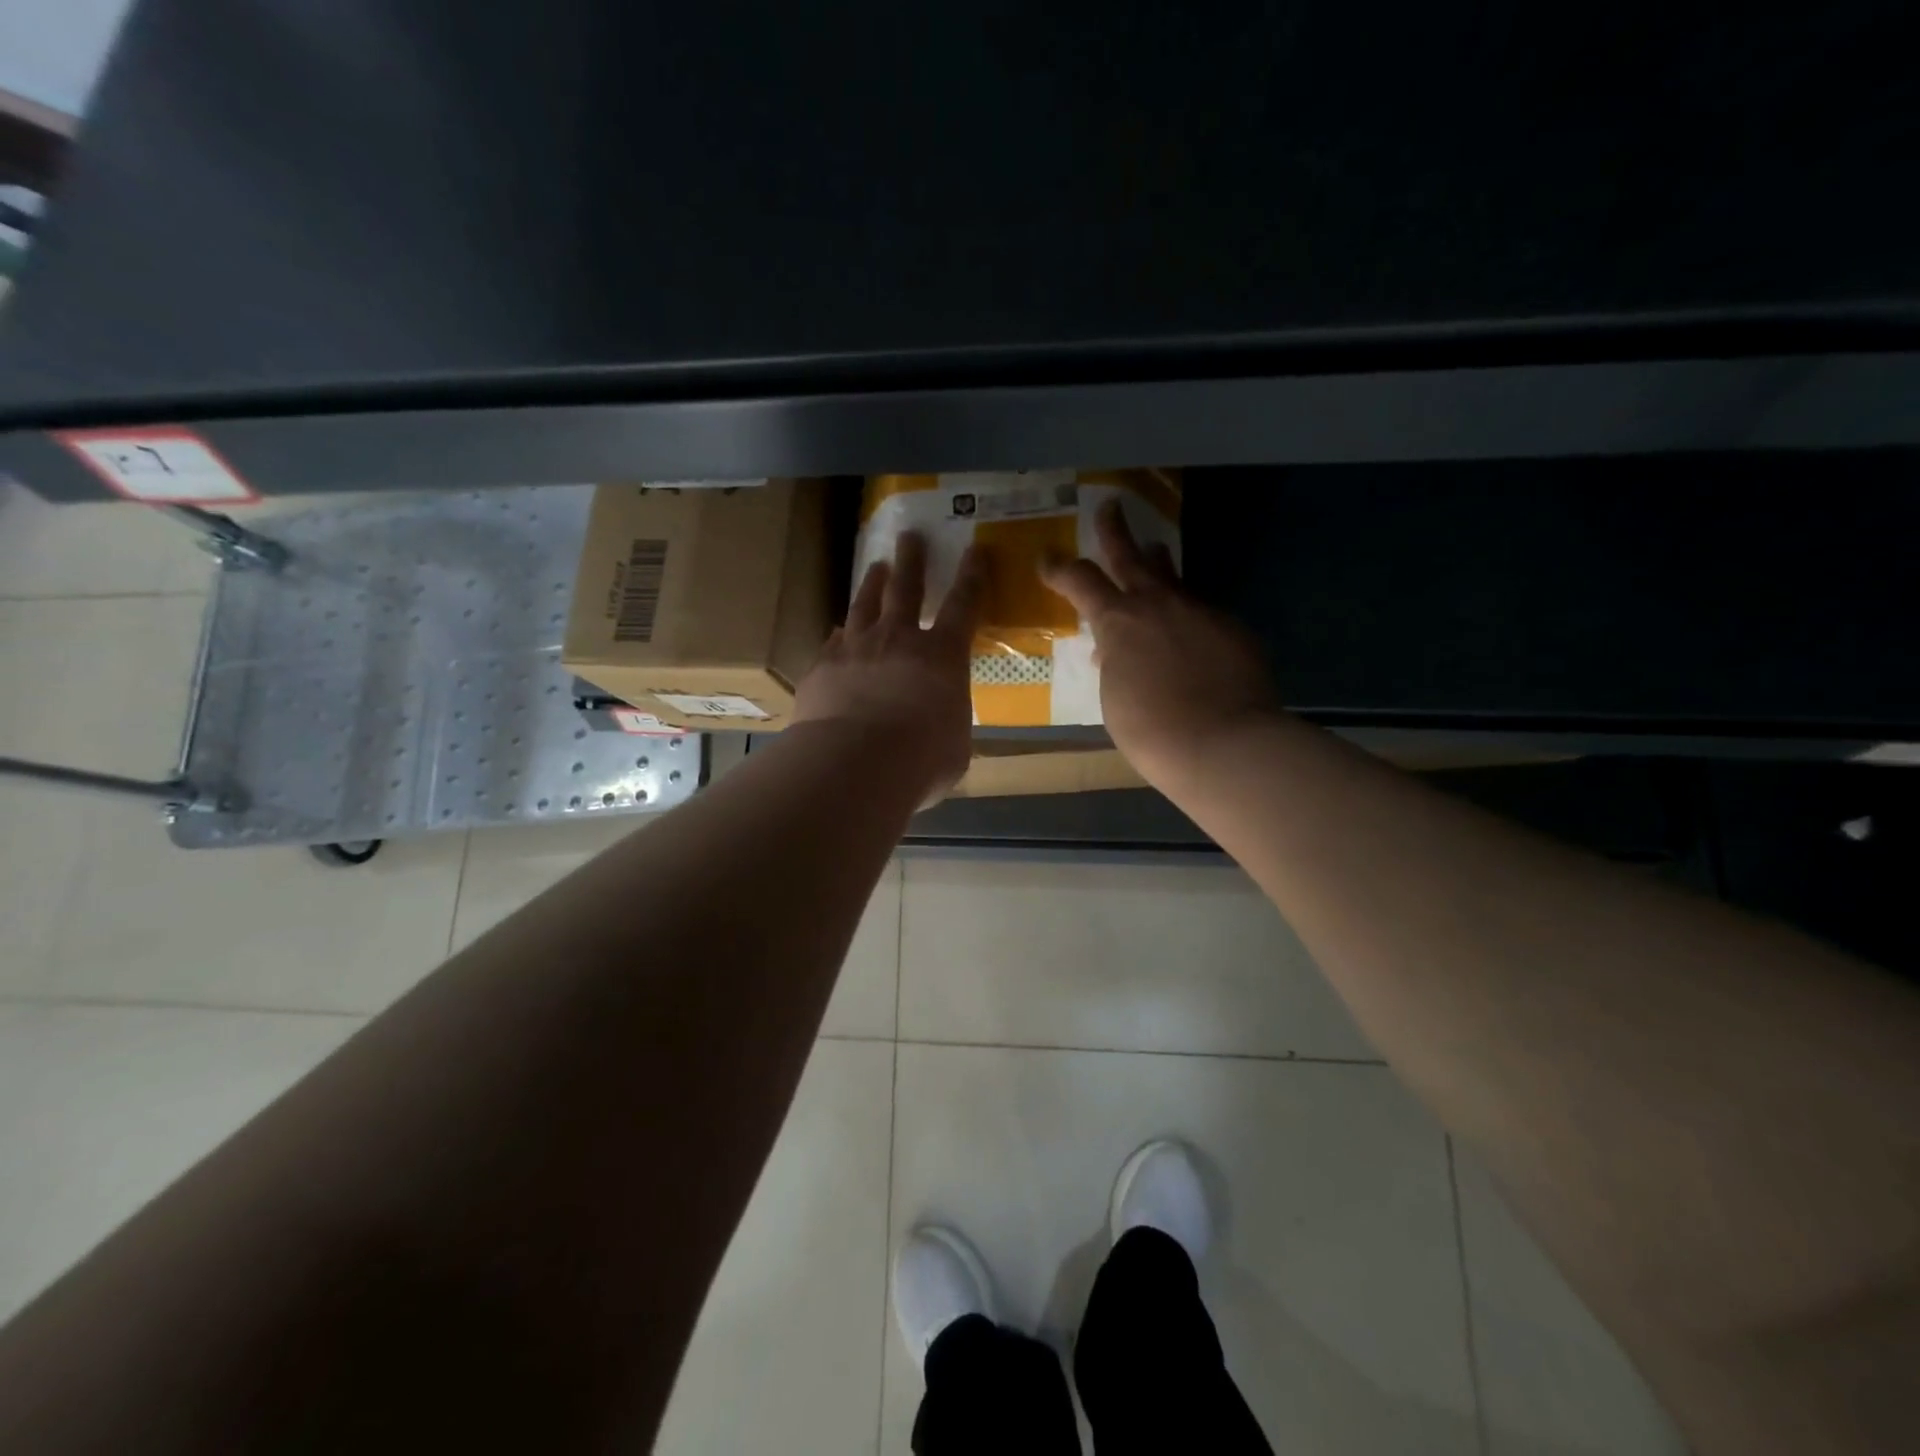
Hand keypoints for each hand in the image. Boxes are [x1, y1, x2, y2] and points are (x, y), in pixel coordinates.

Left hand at [793, 532, 984, 793]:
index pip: (964, 607)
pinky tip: (838, 630)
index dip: (972, 577)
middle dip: (912, 561)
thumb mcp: (953, 747)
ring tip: (876, 566)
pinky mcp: (823, 667)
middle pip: (907, 589)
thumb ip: (948, 727)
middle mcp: (899, 640)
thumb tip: (940, 731)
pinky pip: (833, 641)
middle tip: (910, 536)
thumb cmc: (921, 759)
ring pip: (865, 605)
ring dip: (872, 583)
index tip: (975, 550)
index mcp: (942, 657)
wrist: (855, 763)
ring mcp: (856, 649)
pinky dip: (840, 634)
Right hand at [1041, 501, 1280, 788]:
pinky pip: (1200, 611)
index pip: (1080, 581)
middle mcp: (1158, 604)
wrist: (1223, 743)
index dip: (1059, 569)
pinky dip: (1186, 615)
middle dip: (1114, 531)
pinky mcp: (1231, 628)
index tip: (1046, 559)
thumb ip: (1113, 664)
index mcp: (1118, 621)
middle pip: (1131, 556)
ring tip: (1153, 550)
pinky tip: (1190, 634)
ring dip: (1158, 562)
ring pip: (1173, 577)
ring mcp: (1199, 611)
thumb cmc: (1151, 730)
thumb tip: (1113, 651)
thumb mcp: (1115, 696)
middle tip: (1110, 506)